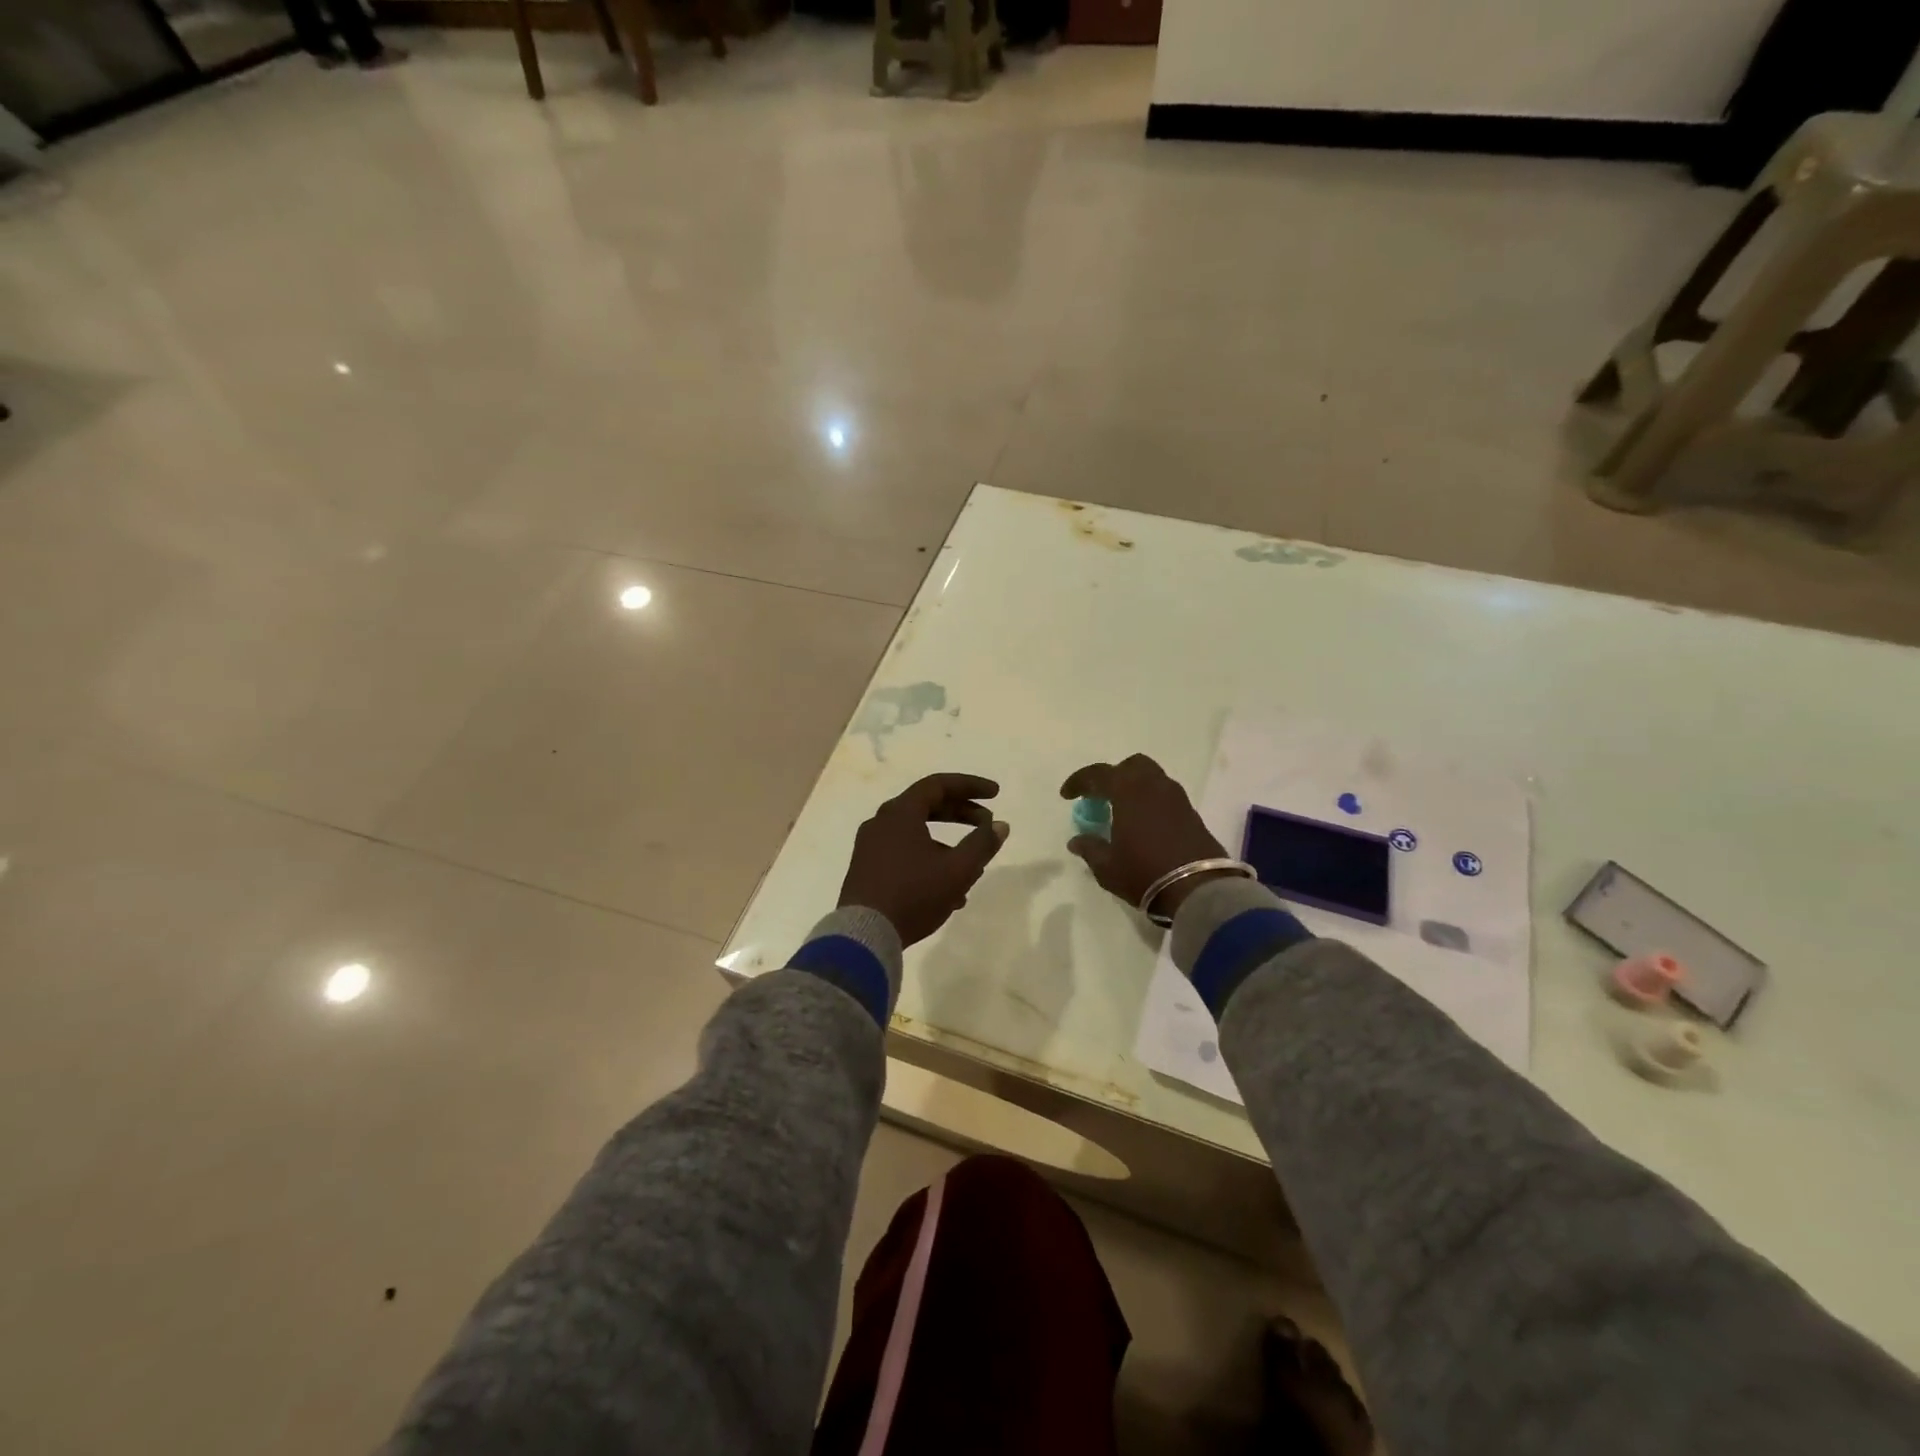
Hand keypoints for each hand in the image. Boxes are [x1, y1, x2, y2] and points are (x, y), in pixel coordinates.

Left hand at [838, 774, 1008, 946]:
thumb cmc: (914, 894)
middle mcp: (881, 822)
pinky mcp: (866, 870)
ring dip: (948, 845)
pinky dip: (929, 861)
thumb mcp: (958, 870)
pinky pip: (904, 854)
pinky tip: (949, 894)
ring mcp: (870, 846)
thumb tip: (1000, 825)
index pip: (938, 785)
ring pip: (917, 834)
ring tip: (973, 868)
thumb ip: (982, 844)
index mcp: (900, 813)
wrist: (864, 935)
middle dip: (961, 814)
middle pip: (927, 806)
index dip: (970, 786)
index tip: (996, 794)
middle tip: (987, 824)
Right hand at [1060, 754, 1230, 915]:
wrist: (1198, 889)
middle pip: (1132, 766)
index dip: (1079, 782)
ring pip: (1152, 778)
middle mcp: (1154, 786)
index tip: (1067, 795)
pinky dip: (1151, 801)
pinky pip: (1166, 796)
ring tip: (1123, 811)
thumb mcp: (1107, 867)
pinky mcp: (1192, 813)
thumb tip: (1077, 841)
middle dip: (1114, 776)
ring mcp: (1177, 798)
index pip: (1098, 775)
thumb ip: (1090, 848)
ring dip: (1135, 788)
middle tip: (1101, 797)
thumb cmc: (1144, 873)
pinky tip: (1144, 824)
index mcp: (1128, 791)